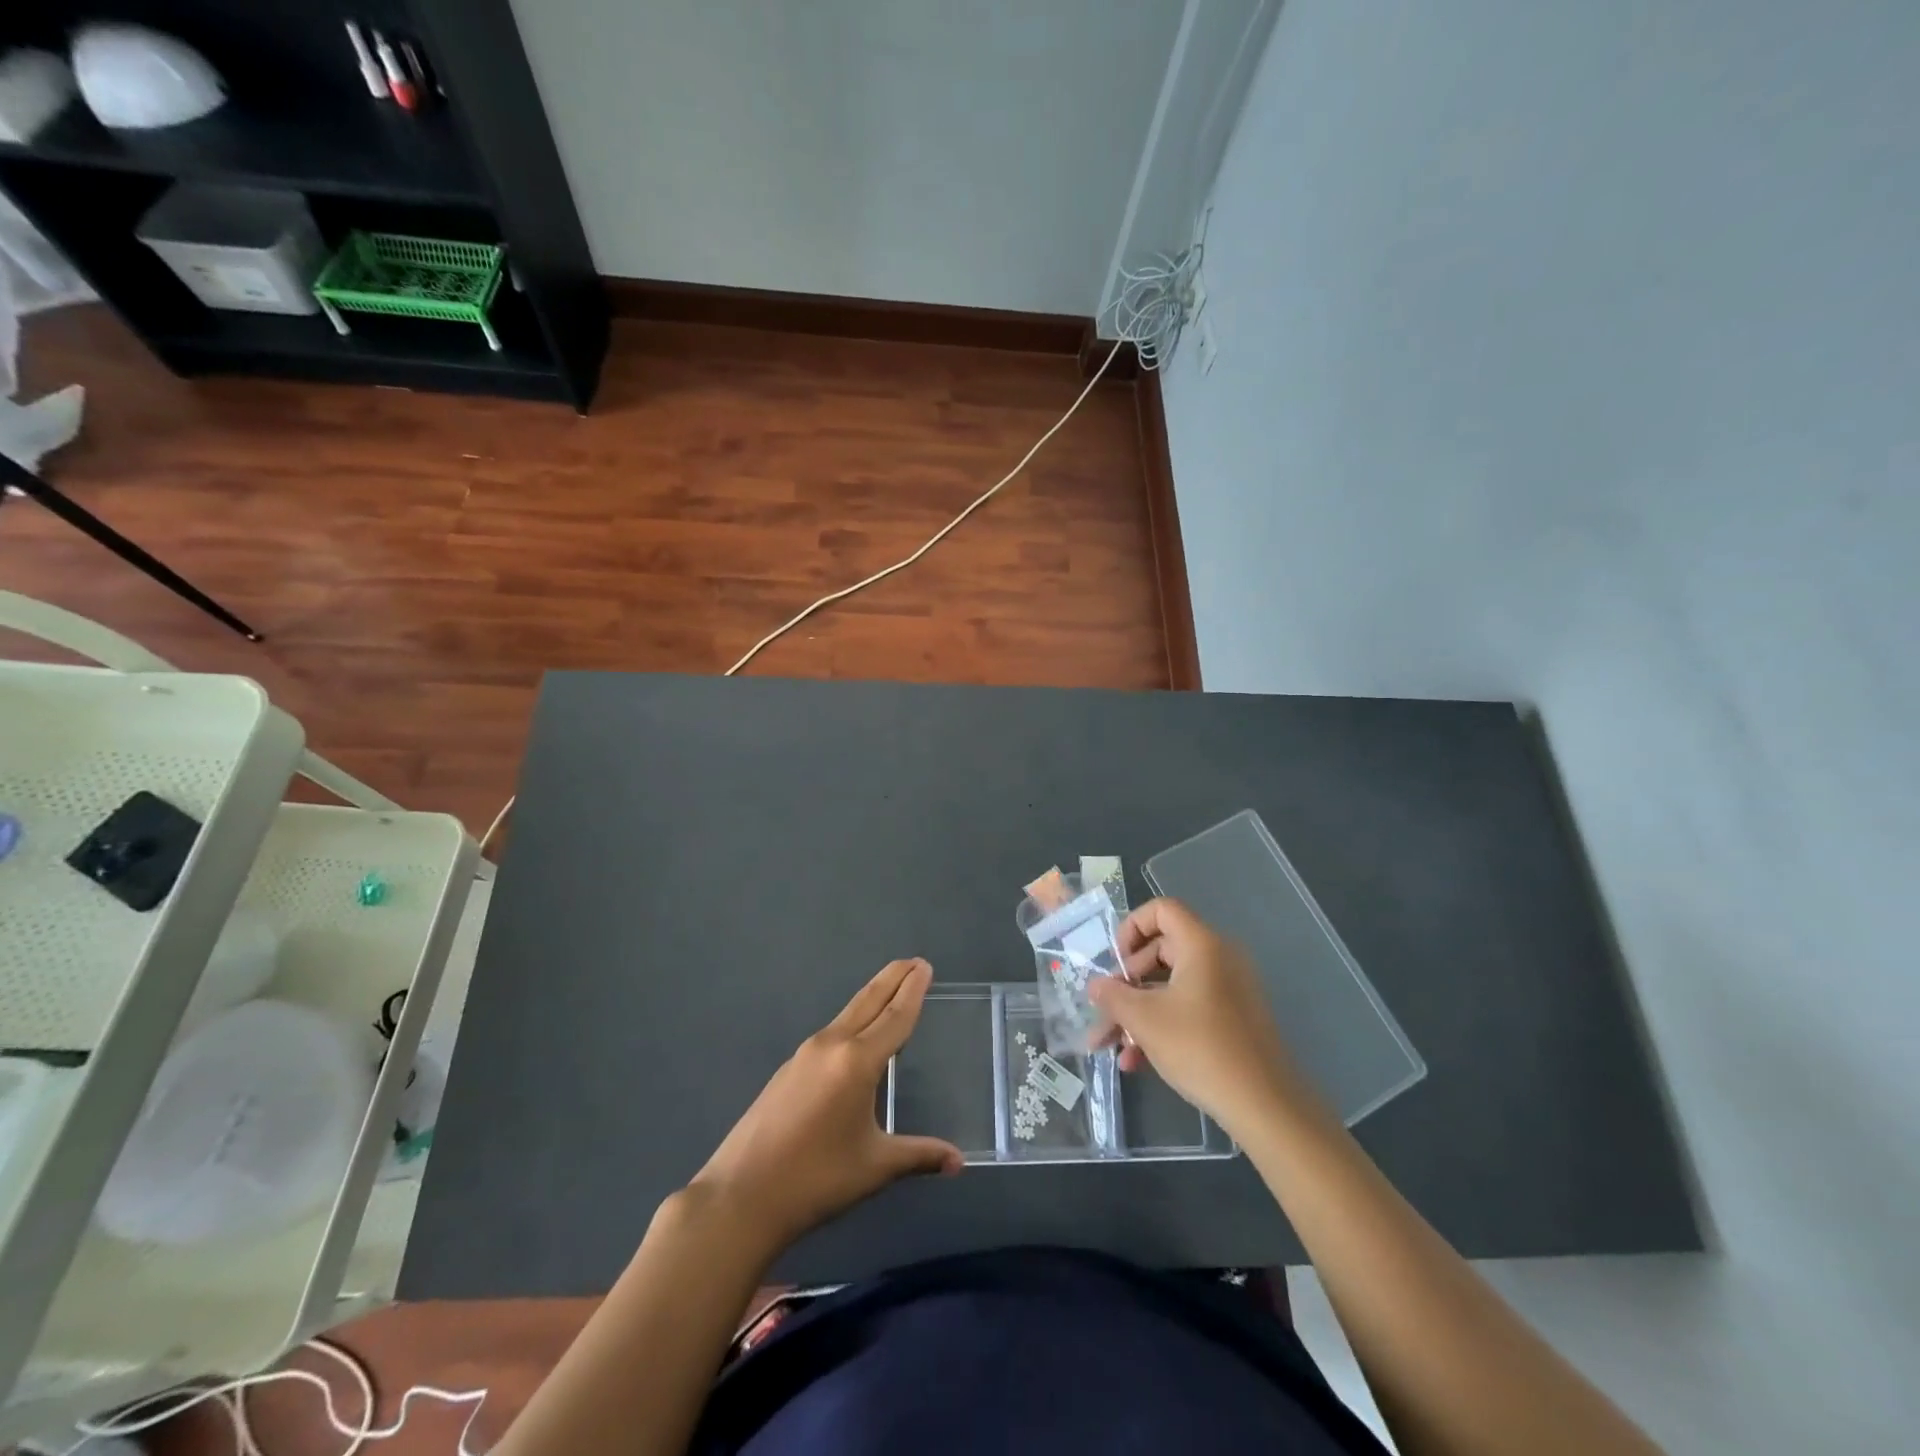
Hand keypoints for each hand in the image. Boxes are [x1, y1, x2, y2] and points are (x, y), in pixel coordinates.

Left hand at [689, 958, 962, 1253]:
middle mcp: (831, 1046)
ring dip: (872, 999)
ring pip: (847, 1015)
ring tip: (890, 993)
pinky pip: (830, 1034)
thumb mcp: (874, 1167)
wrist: (739, 1197)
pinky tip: (855, 1040)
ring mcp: (804, 1055)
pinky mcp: (787, 1070)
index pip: (894, 1017)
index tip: (924, 966)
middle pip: (868, 1001)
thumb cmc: (815, 1180)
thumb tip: (958, 1162)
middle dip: (893, 979)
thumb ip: (918, 1156)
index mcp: (857, 1062)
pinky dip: (852, 1023)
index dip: (912, 991)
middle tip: (914, 962)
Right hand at [1088, 898, 1321, 1139]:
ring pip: (1170, 986)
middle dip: (1126, 982)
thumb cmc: (1199, 1048)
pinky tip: (1136, 1062)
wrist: (1264, 1105)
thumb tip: (1094, 985)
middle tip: (1106, 1009)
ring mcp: (1228, 990)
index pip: (1162, 910)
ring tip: (1111, 1046)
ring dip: (1137, 1012)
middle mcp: (1218, 958)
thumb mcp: (1144, 1020)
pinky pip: (1188, 1007)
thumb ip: (1113, 996)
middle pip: (1161, 950)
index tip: (1115, 962)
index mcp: (1201, 945)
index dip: (1131, 927)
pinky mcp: (1232, 1018)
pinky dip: (1161, 1025)